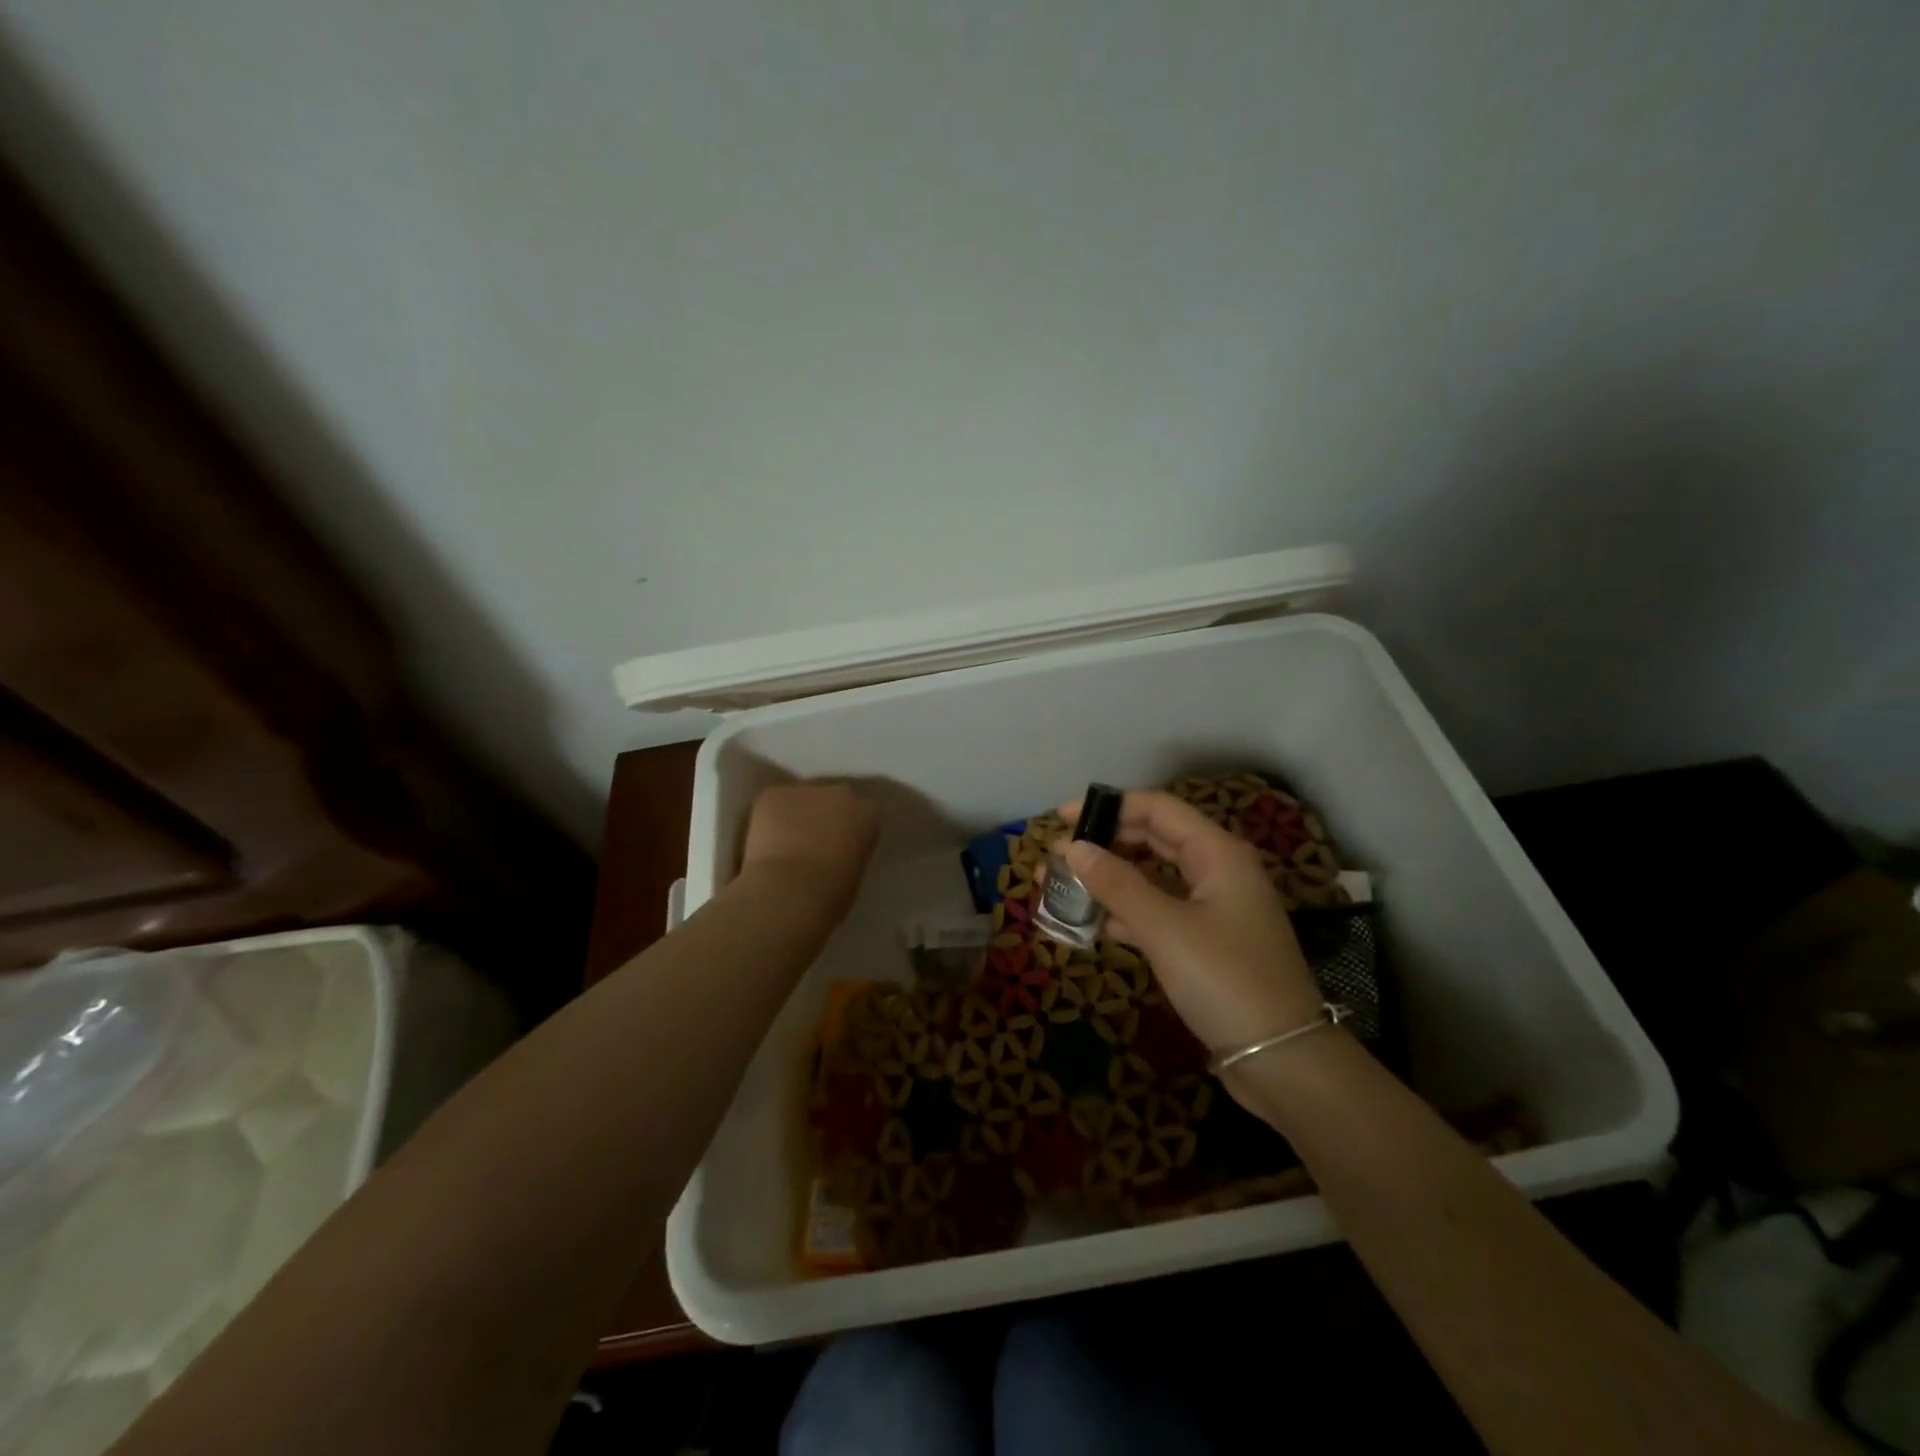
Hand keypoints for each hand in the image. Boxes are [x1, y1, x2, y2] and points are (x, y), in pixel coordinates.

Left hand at [741, 780, 878, 918]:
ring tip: (784, 842)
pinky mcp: (774, 794)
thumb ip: (849, 852)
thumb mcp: (855, 872)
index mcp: (869, 814)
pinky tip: (763, 840)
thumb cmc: (831, 895)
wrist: (790, 891)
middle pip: (833, 799)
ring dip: (796, 815)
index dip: (849, 830)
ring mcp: (806, 790)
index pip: (863, 814)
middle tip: (812, 842)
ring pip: (801, 800)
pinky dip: (769, 818)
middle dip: (825, 815)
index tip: (840, 846)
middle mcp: (841, 793)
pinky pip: (774, 803)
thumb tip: (835, 853)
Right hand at [1055, 789, 1321, 1055]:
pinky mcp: (1207, 942)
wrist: (1282, 1060)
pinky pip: (1160, 911)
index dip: (1109, 807)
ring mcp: (1215, 908)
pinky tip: (1097, 922)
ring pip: (1154, 877)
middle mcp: (1218, 871)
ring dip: (1111, 878)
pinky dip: (1128, 911)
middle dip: (1105, 842)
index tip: (1063, 819)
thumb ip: (1117, 884)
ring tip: (1064, 885)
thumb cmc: (1224, 980)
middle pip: (1154, 838)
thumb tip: (1072, 847)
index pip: (1158, 809)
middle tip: (1057, 855)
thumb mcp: (1165, 928)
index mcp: (1218, 853)